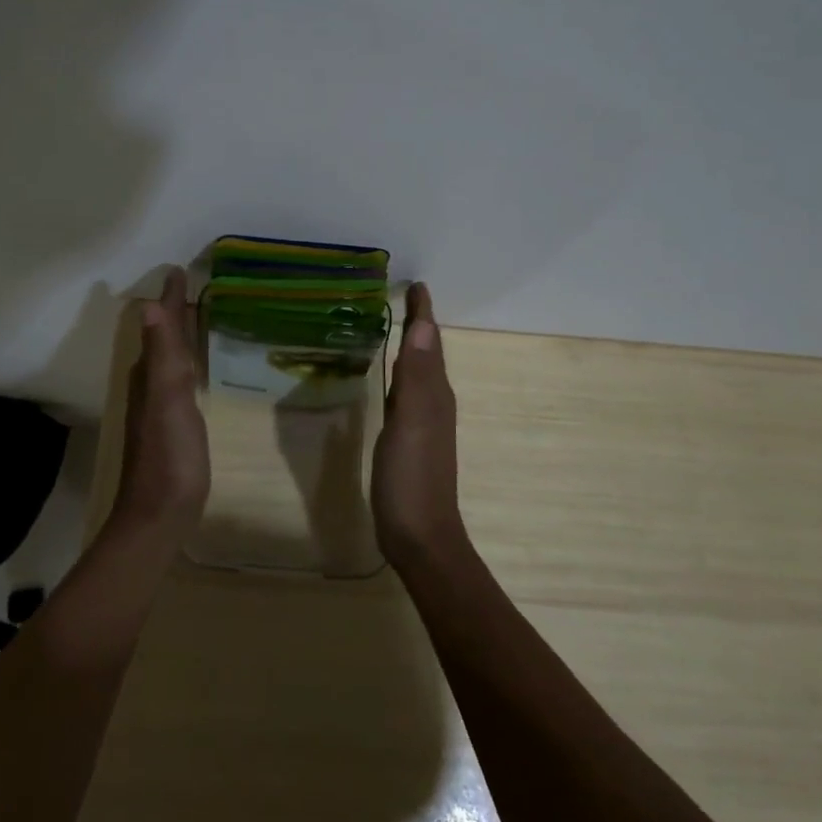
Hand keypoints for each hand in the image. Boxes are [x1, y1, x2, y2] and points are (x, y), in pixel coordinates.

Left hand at [112, 266, 210, 539]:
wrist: (161, 514)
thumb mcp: (168, 400)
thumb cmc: (169, 455)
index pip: (163, 325)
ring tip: (201, 316)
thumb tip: (151, 305)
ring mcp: (161, 406)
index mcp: (150, 373)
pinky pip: (181, 378)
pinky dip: (189, 361)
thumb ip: (162, 355)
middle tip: (195, 286)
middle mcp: (151, 384)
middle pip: (165, 338)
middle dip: (177, 311)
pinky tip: (199, 366)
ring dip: (182, 335)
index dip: (172, 298)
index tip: (180, 270)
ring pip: (171, 358)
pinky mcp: (174, 424)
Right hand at [372, 282, 466, 567]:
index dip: (423, 313)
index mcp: (435, 393)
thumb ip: (418, 376)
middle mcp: (433, 402)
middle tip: (400, 297)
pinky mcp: (409, 439)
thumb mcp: (413, 422)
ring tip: (392, 325)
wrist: (420, 537)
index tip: (416, 284)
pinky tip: (387, 377)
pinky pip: (406, 392)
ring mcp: (422, 422)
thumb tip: (425, 325)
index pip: (430, 342)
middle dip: (418, 323)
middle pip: (427, 352)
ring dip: (410, 346)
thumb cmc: (412, 478)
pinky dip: (399, 373)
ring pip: (419, 372)